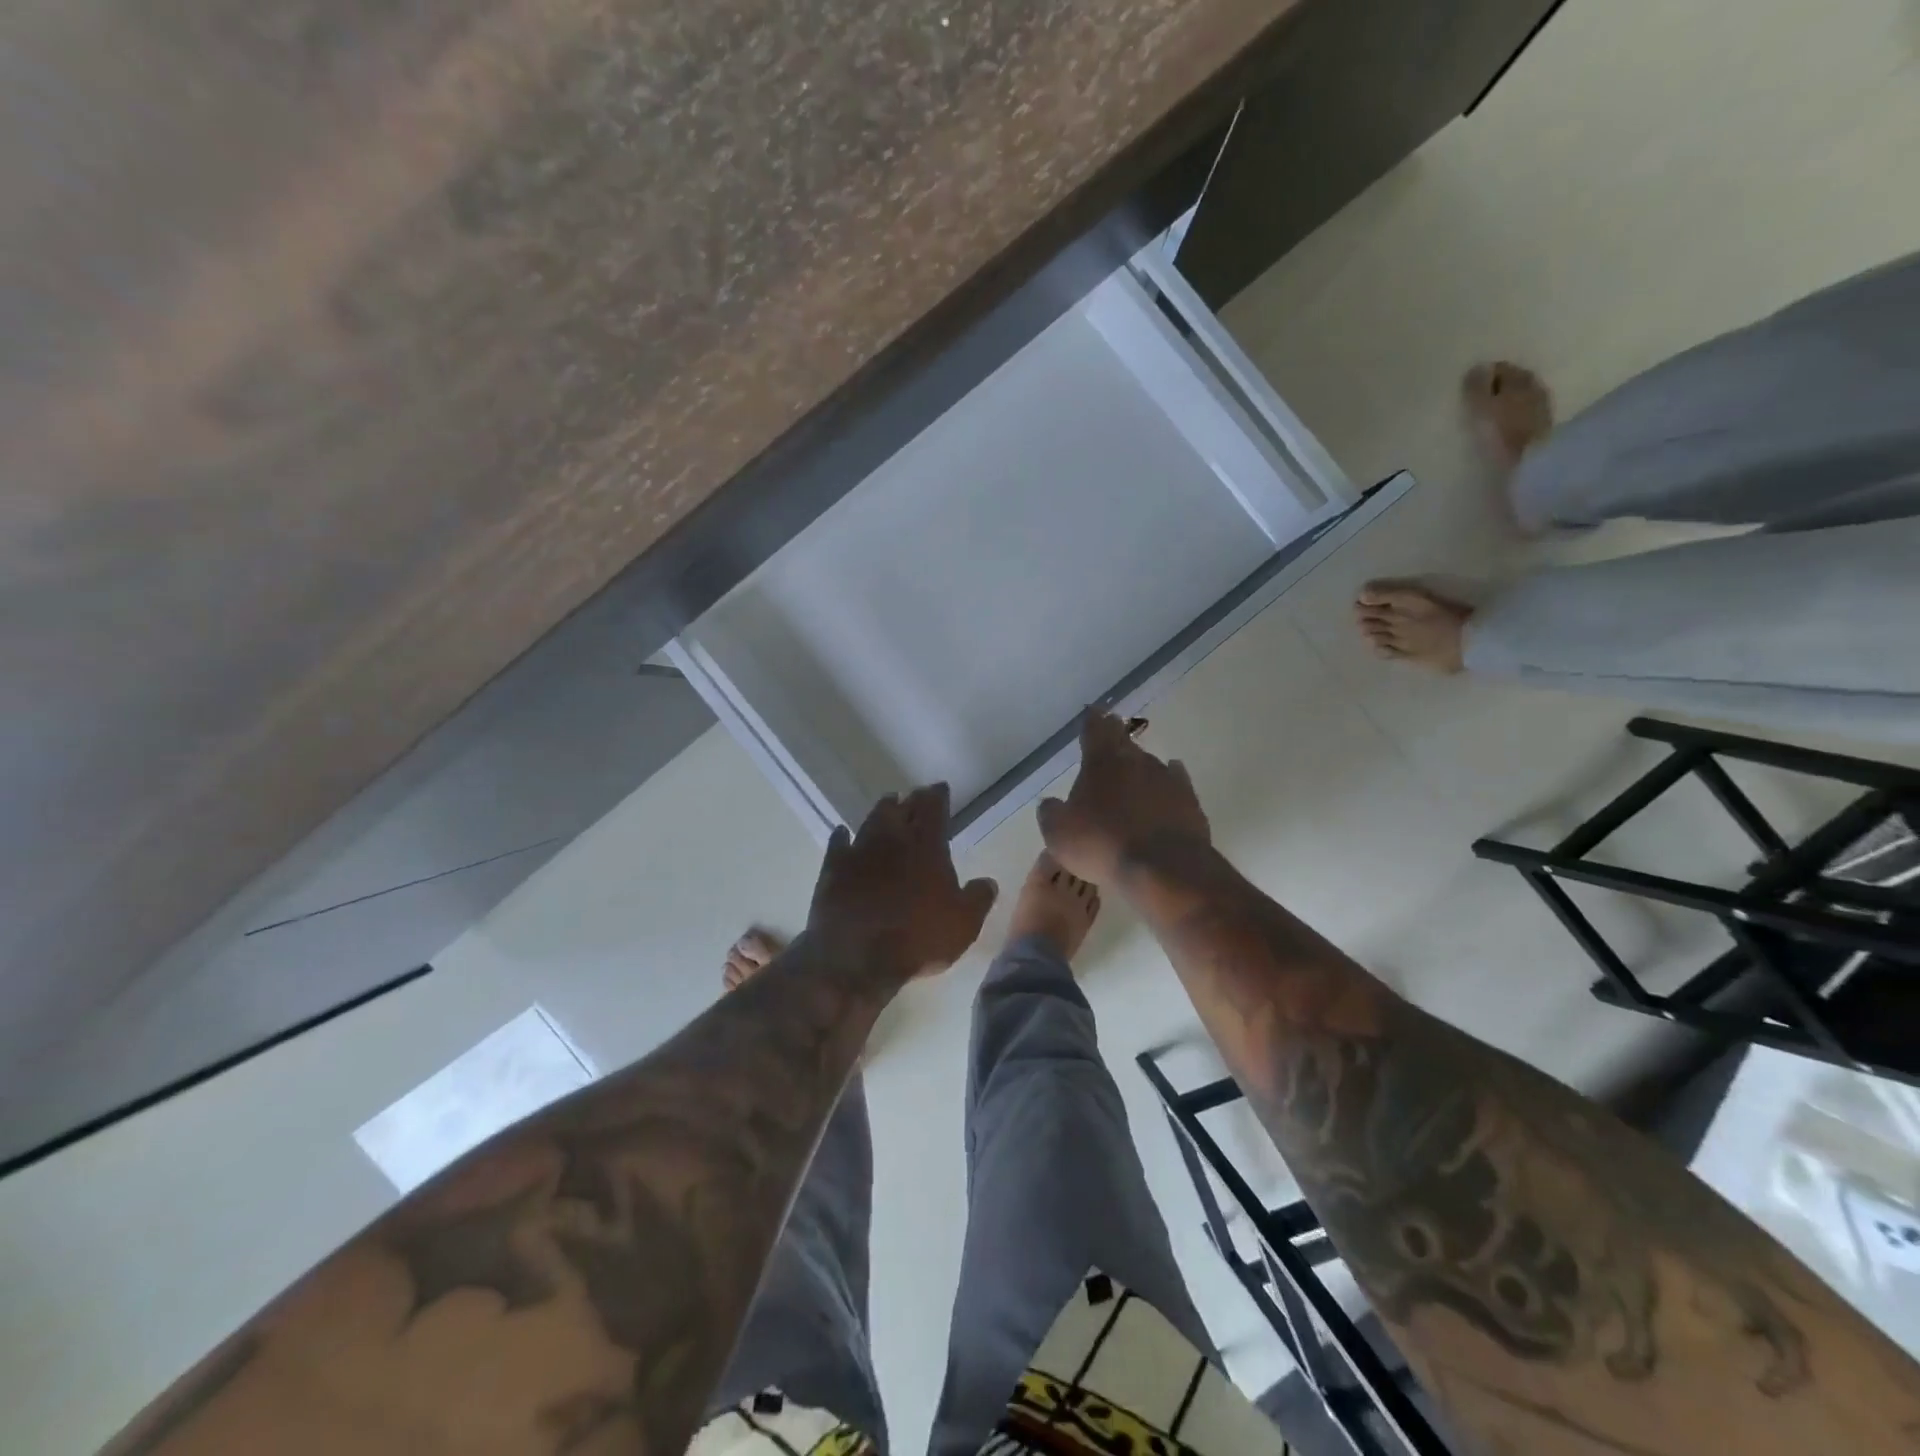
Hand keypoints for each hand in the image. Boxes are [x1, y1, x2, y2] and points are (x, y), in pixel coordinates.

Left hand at [806, 783, 998, 980]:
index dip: (938, 796)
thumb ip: (978, 898)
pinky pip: (839, 843)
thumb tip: (988, 882)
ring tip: (888, 804)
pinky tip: (843, 833)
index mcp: (927, 846)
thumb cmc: (918, 938)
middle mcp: (892, 839)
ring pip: (872, 820)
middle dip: (911, 800)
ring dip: (882, 810)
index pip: (933, 808)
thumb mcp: (963, 924)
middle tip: (915, 796)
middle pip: (902, 809)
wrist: (856, 957)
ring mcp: (859, 851)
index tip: (940, 788)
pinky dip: (843, 836)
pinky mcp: (833, 868)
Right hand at [1038, 712, 1211, 884]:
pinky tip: (1170, 779)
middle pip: (1123, 741)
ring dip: (1139, 764)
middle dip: (1115, 734)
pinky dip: (1169, 778)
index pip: (1094, 730)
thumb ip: (1051, 813)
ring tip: (1132, 768)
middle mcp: (1135, 761)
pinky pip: (1176, 780)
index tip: (1092, 711)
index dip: (1091, 720)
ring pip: (1149, 762)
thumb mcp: (1059, 834)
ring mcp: (1166, 779)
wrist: (1163, 868)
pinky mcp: (1189, 800)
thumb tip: (1050, 803)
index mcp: (1100, 763)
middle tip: (1112, 728)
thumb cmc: (1102, 845)